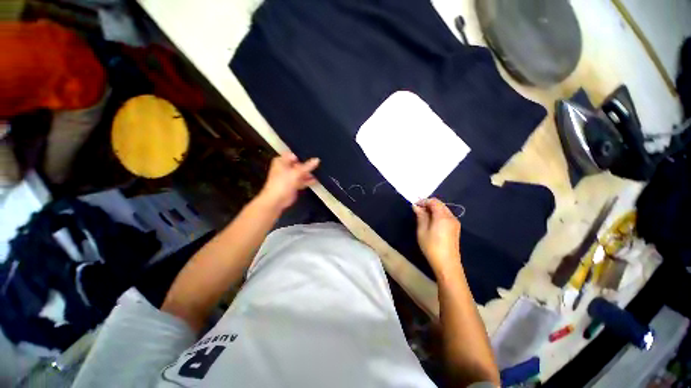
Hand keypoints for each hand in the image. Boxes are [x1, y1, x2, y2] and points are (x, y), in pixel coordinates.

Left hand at [258, 153, 319, 210]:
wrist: (276, 200)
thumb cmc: (283, 183)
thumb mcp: (296, 173)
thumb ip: (307, 166)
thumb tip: (317, 159)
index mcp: (281, 161)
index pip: (293, 155)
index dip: (302, 156)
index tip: (312, 157)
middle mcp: (285, 168)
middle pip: (298, 164)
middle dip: (307, 165)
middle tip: (318, 164)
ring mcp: (289, 177)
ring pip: (300, 173)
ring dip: (308, 173)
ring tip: (319, 172)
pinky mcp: (293, 185)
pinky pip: (301, 181)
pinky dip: (307, 181)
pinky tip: (315, 180)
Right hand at [412, 198, 461, 275]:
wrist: (447, 264)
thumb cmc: (432, 247)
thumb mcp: (422, 230)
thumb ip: (420, 216)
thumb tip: (416, 206)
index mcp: (443, 216)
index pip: (434, 201)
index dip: (423, 201)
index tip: (414, 206)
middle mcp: (451, 217)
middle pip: (440, 205)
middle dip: (428, 205)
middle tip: (418, 211)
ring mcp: (455, 223)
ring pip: (443, 210)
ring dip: (433, 210)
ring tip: (423, 216)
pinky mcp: (455, 229)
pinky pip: (446, 216)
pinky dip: (438, 215)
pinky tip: (431, 222)